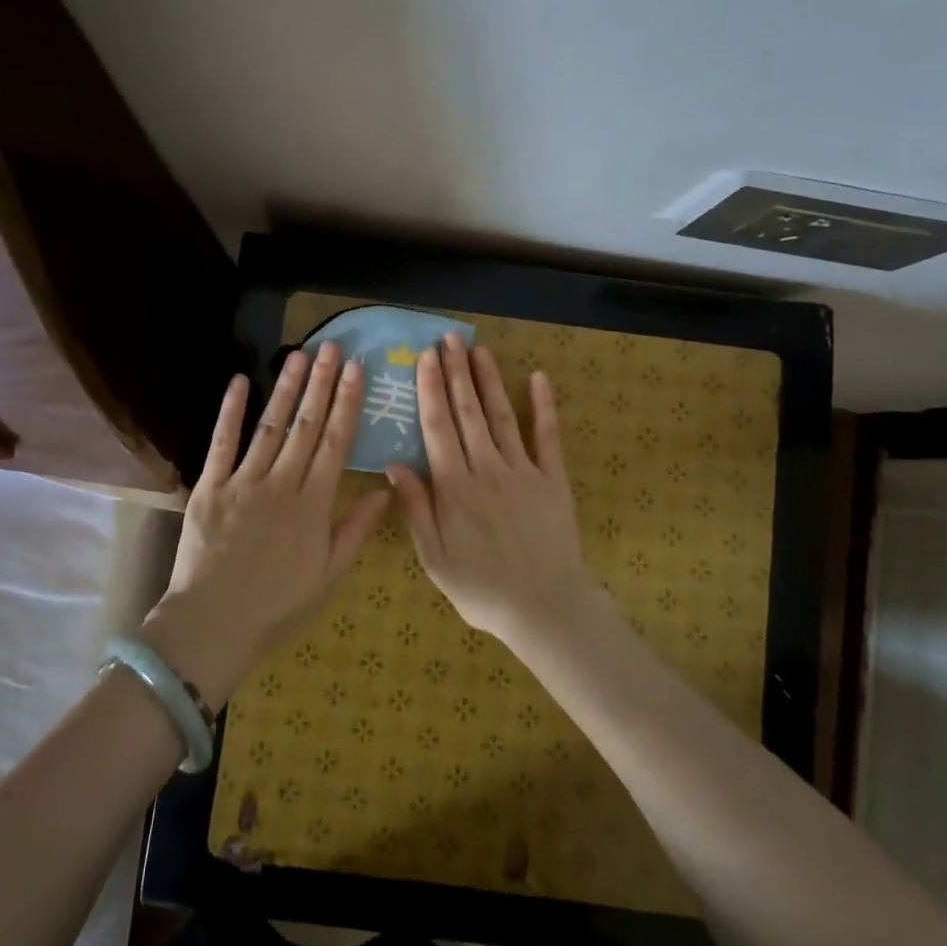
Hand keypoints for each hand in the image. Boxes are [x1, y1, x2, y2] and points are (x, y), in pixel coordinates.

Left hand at [140, 343, 389, 705]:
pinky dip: (230, 411)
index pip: (336, 442)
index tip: (356, 370)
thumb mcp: (329, 574)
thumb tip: (385, 490)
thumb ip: (356, 530)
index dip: (347, 402)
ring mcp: (243, 481)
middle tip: (331, 347)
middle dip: (321, 383)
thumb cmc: (277, 604)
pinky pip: (221, 443)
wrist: (213, 622)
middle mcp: (281, 483)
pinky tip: (239, 381)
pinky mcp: (210, 487)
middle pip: (306, 424)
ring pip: (270, 426)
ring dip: (286, 388)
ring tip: (298, 355)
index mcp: (313, 503)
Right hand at [385, 333, 593, 643]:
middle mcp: (487, 468)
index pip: (437, 427)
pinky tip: (539, 378)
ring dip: (488, 380)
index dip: (430, 389)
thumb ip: (417, 509)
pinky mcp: (552, 479)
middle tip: (448, 339)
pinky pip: (548, 436)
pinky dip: (544, 406)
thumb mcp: (435, 559)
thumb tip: (394, 464)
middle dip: (456, 372)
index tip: (425, 358)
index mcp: (455, 487)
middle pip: (468, 412)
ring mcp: (523, 470)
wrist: (544, 606)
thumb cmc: (481, 588)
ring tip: (478, 349)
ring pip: (501, 416)